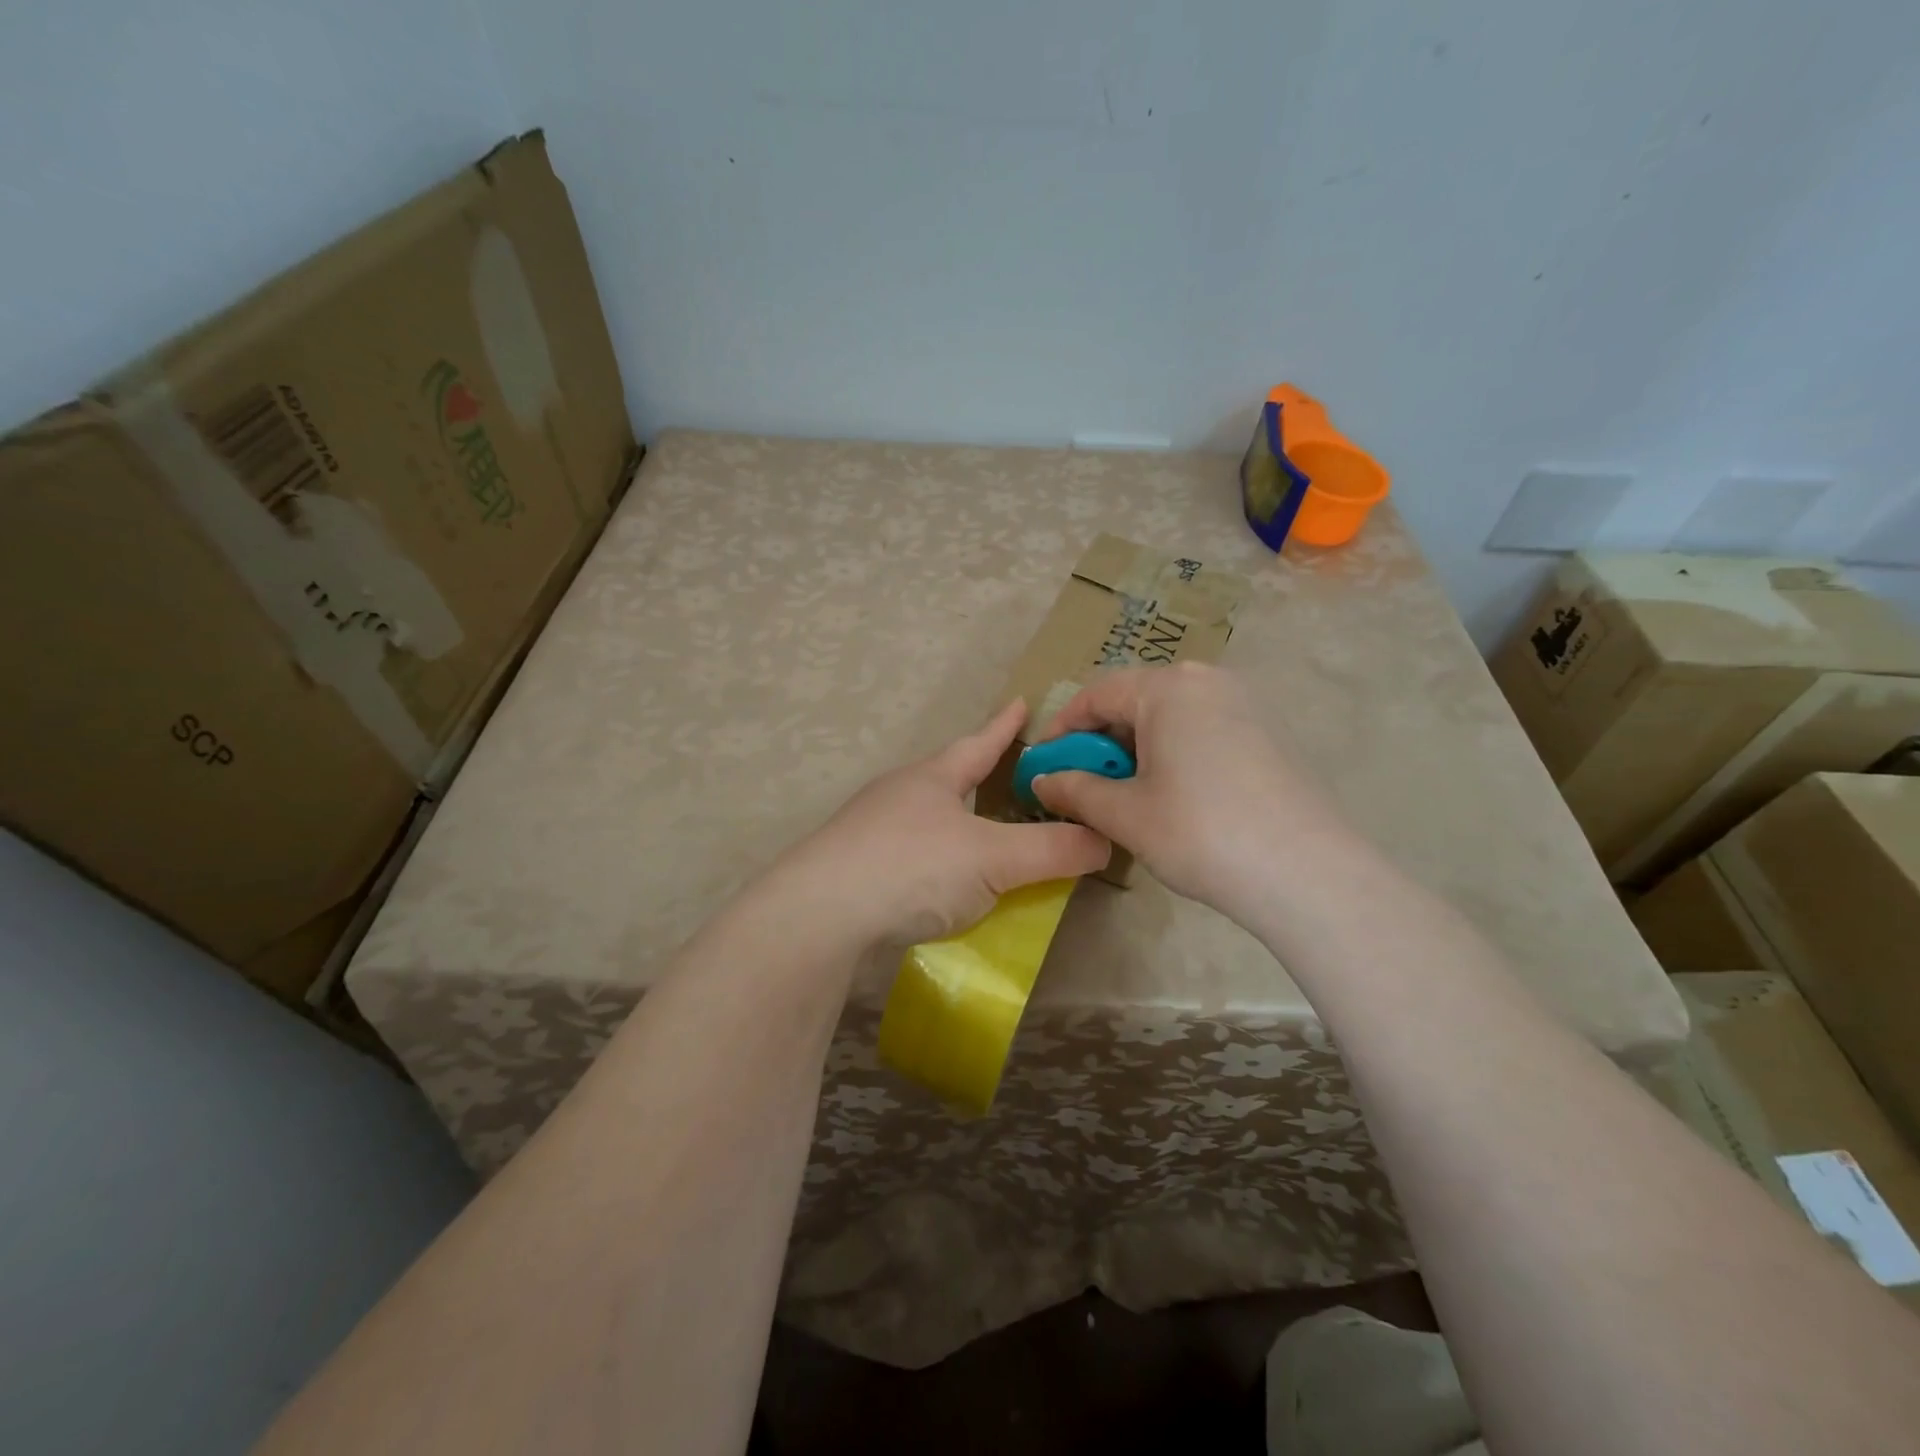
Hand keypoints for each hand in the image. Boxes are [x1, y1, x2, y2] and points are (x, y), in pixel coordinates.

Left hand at [772, 700, 1110, 950]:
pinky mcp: (856, 868)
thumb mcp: (994, 858)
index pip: (980, 742)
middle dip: (979, 774)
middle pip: (948, 776)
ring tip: (982, 834)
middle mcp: (900, 794)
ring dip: (956, 820)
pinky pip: (911, 854)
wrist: (820, 914)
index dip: (1005, 726)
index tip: (1022, 702)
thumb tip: (1106, 839)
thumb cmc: (913, 867)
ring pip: (927, 816)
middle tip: (1011, 777)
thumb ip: (1052, 850)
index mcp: (933, 777)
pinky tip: (943, 882)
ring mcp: (871, 830)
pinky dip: (937, 859)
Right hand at [1031, 664, 1357, 922]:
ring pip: (1171, 716)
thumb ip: (1075, 790)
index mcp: (1168, 688)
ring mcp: (1245, 704)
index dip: (1062, 729)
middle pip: (1136, 700)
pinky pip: (1204, 729)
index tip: (1044, 764)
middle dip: (1102, 741)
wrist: (1306, 873)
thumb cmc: (1199, 832)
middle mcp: (1208, 681)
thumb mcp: (1125, 814)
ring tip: (1126, 793)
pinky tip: (1174, 795)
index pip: (1097, 694)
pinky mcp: (1269, 732)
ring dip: (1137, 748)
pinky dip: (1174, 752)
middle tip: (1084, 783)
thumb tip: (1041, 780)